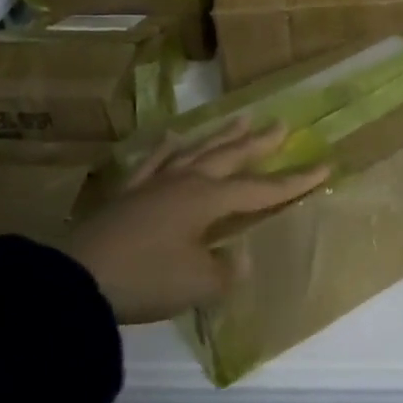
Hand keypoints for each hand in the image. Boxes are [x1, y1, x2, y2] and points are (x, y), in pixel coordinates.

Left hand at [61, 118, 327, 324]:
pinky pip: (153, 163)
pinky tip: (172, 138)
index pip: (262, 189)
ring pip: (196, 151)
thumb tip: (235, 257)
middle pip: (230, 156)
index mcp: (208, 199)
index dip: (295, 180)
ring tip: (242, 118)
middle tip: (282, 124)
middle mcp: (186, 182)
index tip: (325, 165)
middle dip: (260, 142)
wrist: (77, 280)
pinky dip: (165, 149)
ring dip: (221, 135)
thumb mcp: (198, 284)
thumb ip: (226, 271)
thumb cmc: (147, 278)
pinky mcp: (128, 194)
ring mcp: (155, 184)